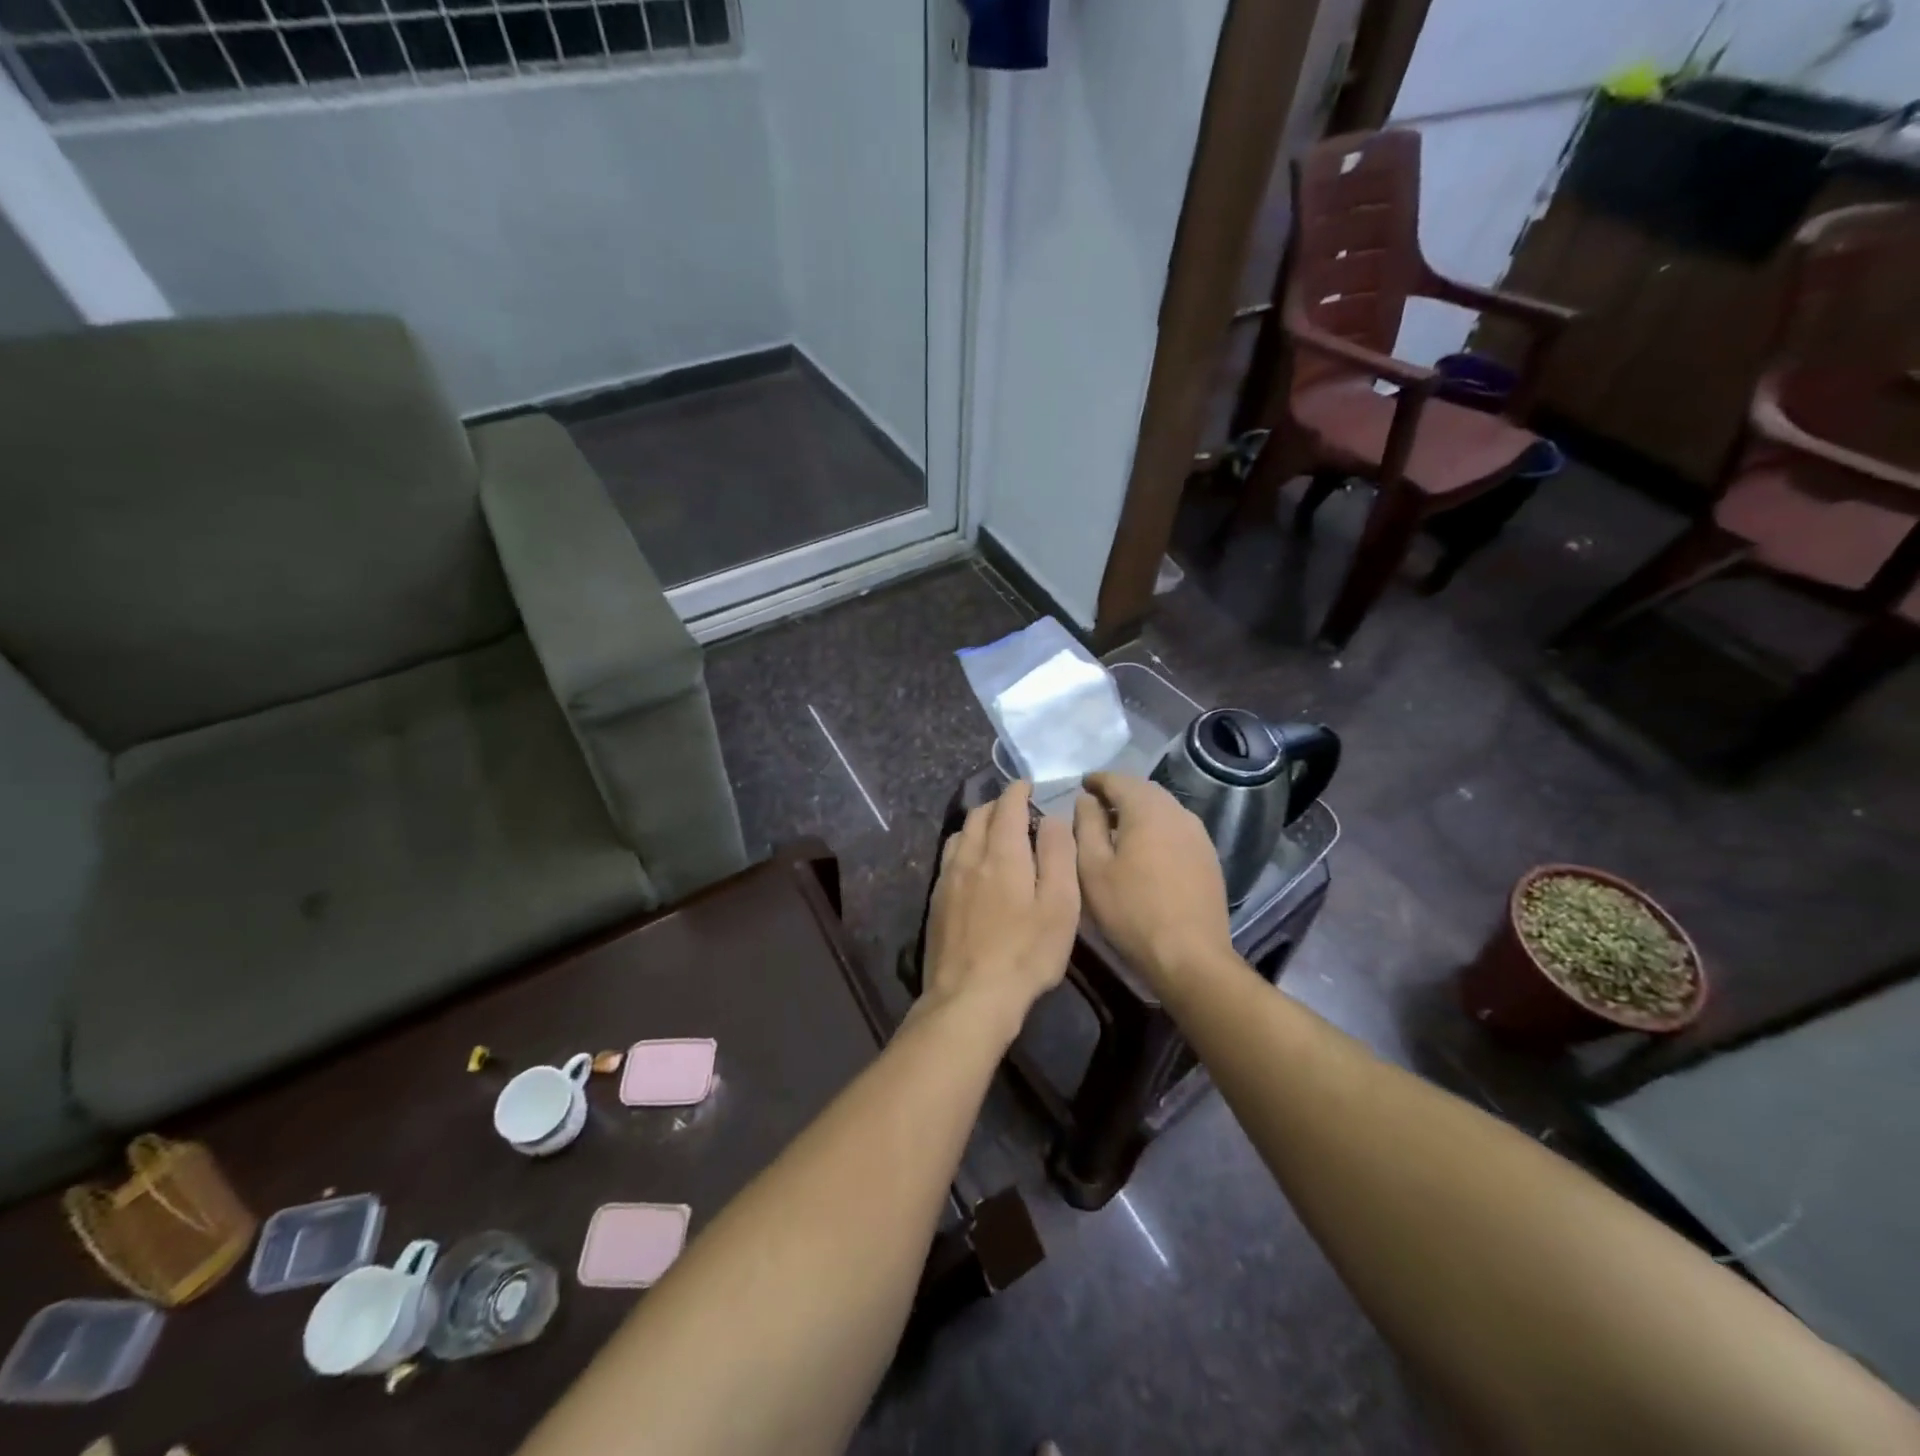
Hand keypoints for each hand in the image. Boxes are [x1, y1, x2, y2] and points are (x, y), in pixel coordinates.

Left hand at [922, 781, 1079, 1032]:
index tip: (1026, 785)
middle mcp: (969, 857)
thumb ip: (1058, 856)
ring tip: (994, 833)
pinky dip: (964, 848)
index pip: (1007, 807)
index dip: (1017, 791)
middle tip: (1015, 808)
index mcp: (1002, 853)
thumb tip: (1052, 818)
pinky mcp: (936, 903)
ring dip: (977, 825)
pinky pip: (949, 859)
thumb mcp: (1059, 906)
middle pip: (978, 816)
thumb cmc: (1025, 953)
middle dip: (997, 805)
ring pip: (959, 836)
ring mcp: (947, 880)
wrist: (969, 997)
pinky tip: (972, 867)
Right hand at [1073, 772, 1232, 988]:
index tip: (1081, 786)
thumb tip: (1086, 800)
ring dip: (1139, 811)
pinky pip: (1176, 828)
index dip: (1097, 781)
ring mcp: (1198, 834)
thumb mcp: (1093, 868)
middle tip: (1096, 807)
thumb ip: (1086, 825)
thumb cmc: (1131, 910)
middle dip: (1119, 793)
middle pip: (1144, 791)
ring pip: (1163, 809)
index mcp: (1147, 809)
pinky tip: (1145, 850)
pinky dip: (1156, 828)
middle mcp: (1177, 812)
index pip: (1118, 780)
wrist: (1189, 955)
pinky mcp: (1208, 856)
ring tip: (1117, 829)